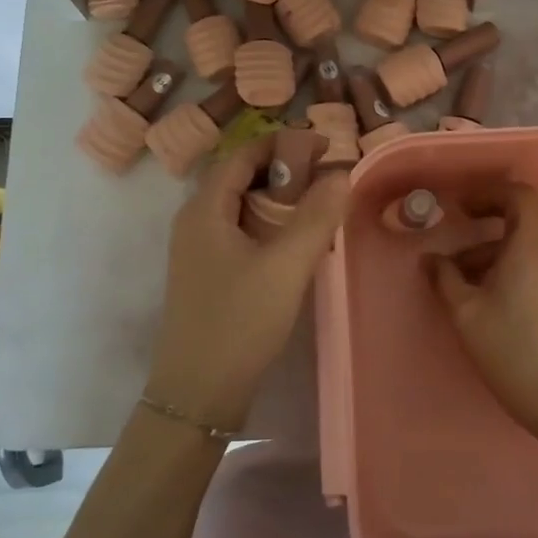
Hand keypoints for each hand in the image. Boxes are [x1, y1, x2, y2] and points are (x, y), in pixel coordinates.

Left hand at [145, 138, 349, 430]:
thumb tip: (342, 173)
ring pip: (243, 205)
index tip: (327, 147)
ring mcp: (199, 249)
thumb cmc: (238, 322)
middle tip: (329, 176)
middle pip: (242, 176)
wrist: (198, 394)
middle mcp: (196, 220)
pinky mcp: (209, 272)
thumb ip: (316, 216)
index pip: (244, 154)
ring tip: (321, 206)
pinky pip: (242, 231)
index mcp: (204, 208)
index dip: (285, 143)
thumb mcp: (285, 266)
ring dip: (281, 199)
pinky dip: (271, 224)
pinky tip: (299, 243)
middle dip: (286, 169)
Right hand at [424, 183, 537, 435]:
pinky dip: (498, 268)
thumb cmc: (511, 347)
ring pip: (520, 246)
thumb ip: (445, 280)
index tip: (461, 205)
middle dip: (487, 216)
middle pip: (522, 218)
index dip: (490, 192)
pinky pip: (524, 267)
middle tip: (457, 224)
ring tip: (452, 275)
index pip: (521, 196)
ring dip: (486, 249)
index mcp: (530, 246)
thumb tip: (430, 260)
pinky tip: (472, 296)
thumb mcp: (466, 312)